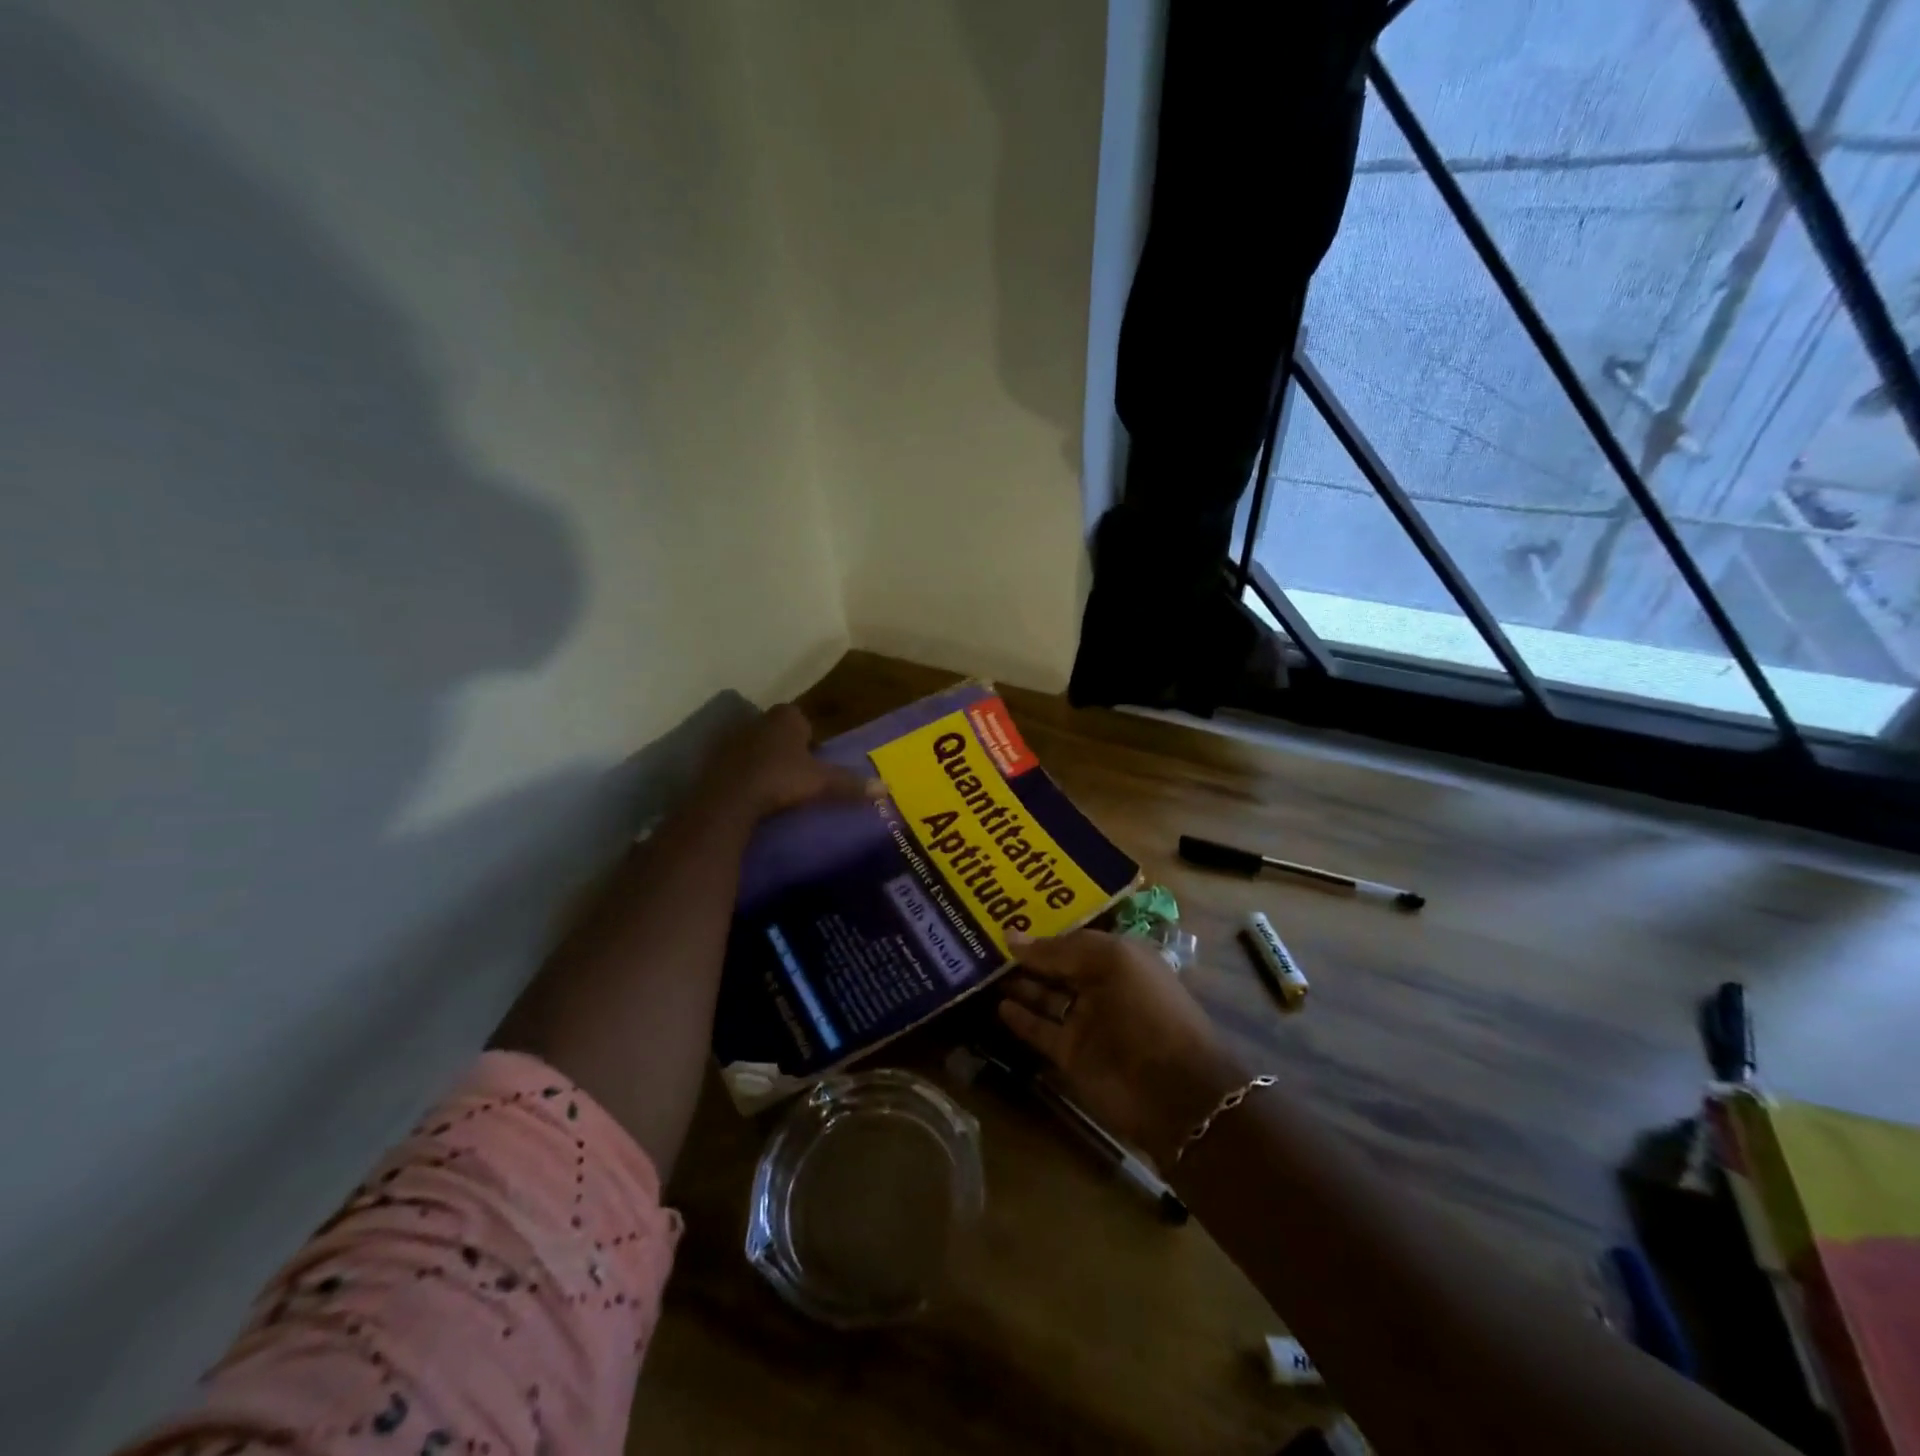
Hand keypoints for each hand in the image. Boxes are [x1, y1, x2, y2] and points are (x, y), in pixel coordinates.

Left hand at [698, 704, 880, 822]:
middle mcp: (757, 720)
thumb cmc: (781, 780)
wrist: (729, 799)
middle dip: (785, 747)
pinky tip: (750, 794)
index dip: (809, 738)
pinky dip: (743, 774)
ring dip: (763, 760)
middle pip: (777, 731)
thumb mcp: (821, 783)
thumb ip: (850, 784)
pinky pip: (735, 764)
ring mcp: (731, 738)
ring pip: (755, 746)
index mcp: (785, 717)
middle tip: (796, 774)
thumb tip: (885, 788)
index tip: (813, 760)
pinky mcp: (712, 760)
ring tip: (773, 786)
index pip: (801, 718)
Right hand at [998, 929, 1247, 1168]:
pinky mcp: (1071, 1054)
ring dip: (1018, 984)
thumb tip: (1010, 936)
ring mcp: (1085, 1021)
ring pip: (1044, 996)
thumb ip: (1058, 950)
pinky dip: (1020, 1019)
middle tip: (980, 939)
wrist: (1174, 1090)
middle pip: (1056, 966)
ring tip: (979, 967)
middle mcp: (1100, 985)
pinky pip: (1040, 1030)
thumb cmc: (1146, 1010)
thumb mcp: (1108, 962)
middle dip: (1025, 954)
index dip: (1042, 928)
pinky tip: (997, 1004)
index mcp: (1118, 957)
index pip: (1072, 937)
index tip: (1005, 914)